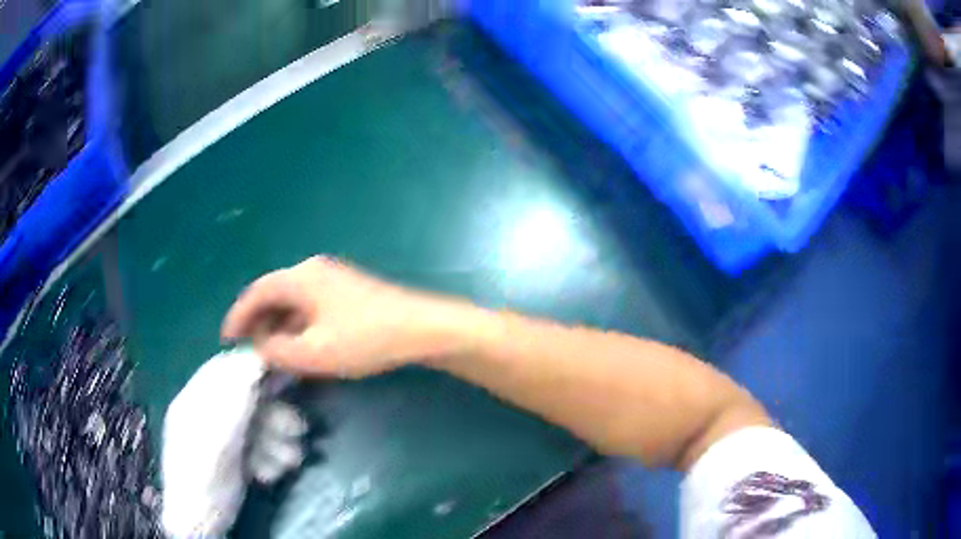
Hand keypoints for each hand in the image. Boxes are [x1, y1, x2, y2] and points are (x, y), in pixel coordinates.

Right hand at [221, 257, 465, 377]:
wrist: (421, 328)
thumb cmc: (365, 339)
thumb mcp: (313, 352)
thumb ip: (278, 351)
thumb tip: (260, 346)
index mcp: (300, 278)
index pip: (257, 292)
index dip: (238, 315)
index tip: (227, 338)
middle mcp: (313, 271)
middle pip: (274, 293)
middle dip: (257, 321)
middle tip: (247, 347)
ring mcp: (332, 279)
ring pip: (292, 300)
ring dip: (278, 324)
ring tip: (269, 350)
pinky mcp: (347, 292)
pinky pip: (309, 305)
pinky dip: (297, 324)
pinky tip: (298, 344)